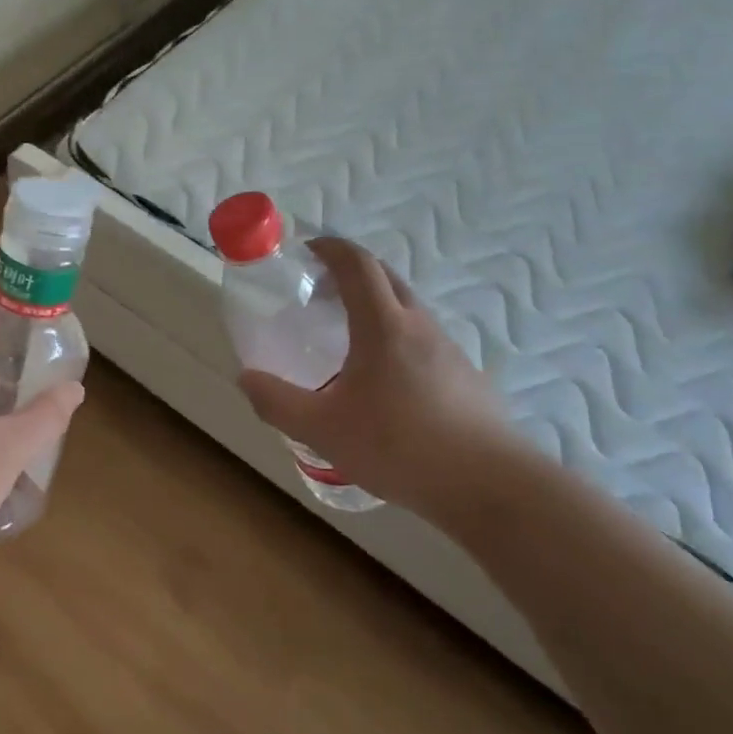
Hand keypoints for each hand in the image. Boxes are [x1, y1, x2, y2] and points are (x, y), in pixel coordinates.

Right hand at [238, 238, 524, 524]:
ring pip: (408, 308)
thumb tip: (246, 378)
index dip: (331, 248)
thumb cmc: (398, 446)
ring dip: (377, 304)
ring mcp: (449, 349)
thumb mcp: (322, 429)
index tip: (308, 250)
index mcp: (383, 325)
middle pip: (387, 277)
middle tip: (321, 289)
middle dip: (353, 270)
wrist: (487, 485)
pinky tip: (385, 381)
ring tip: (348, 337)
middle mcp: (419, 326)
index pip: (358, 264)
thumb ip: (277, 402)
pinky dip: (397, 336)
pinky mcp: (466, 376)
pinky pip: (424, 339)